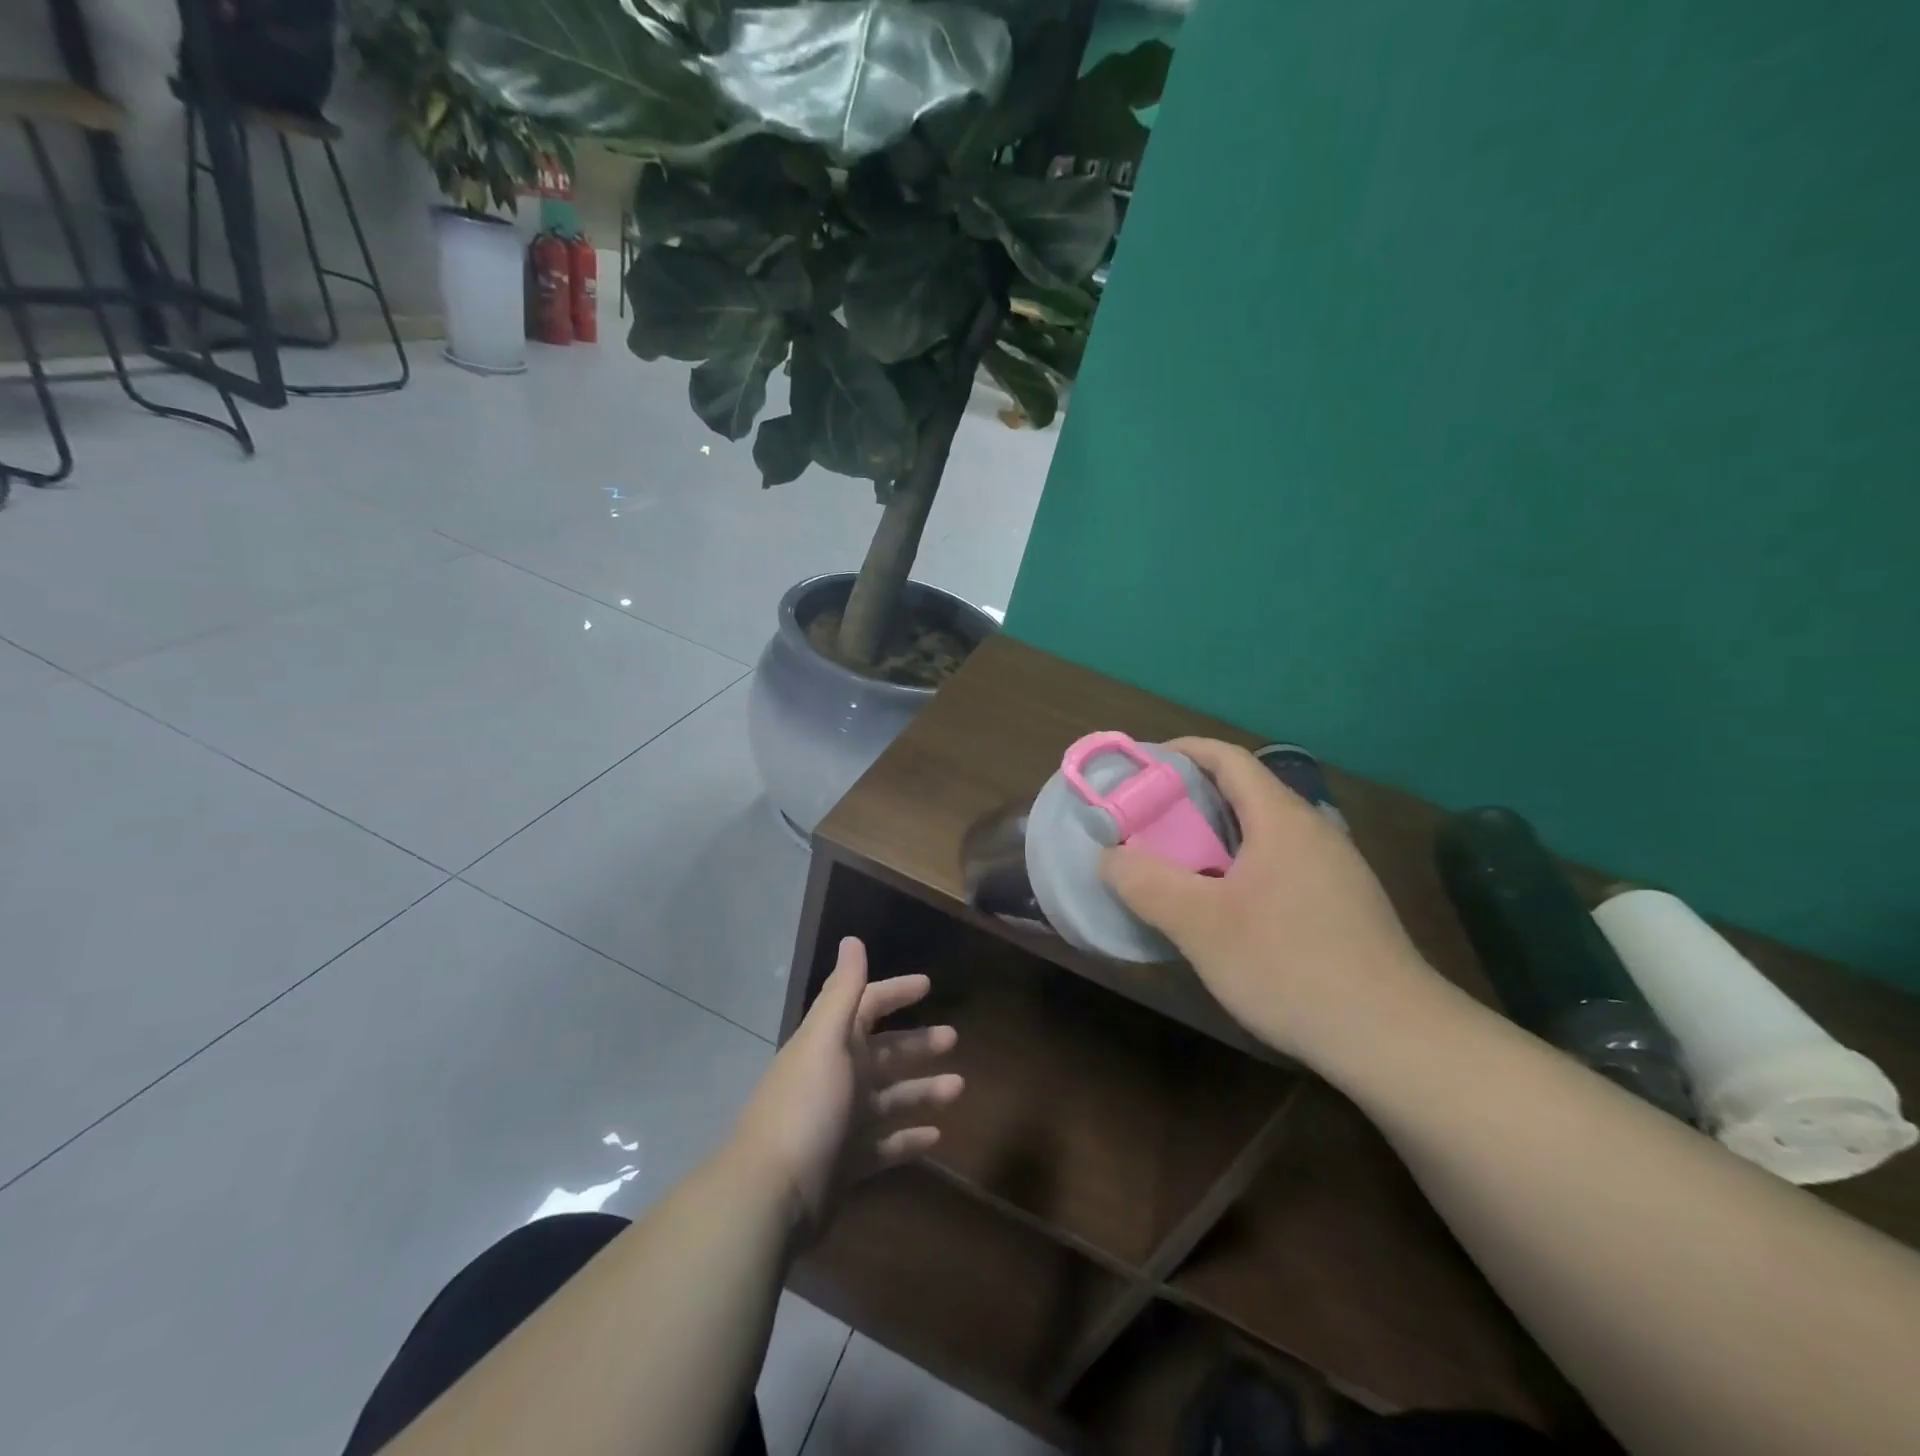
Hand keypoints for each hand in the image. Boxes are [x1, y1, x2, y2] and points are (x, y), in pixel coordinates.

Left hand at [732, 938, 963, 1236]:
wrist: (772, 1195)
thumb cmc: (806, 1107)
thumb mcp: (825, 1041)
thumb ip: (843, 992)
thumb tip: (852, 940)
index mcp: (830, 1044)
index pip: (866, 1006)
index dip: (894, 992)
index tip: (926, 985)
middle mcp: (836, 1077)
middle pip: (883, 1052)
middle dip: (916, 1044)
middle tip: (953, 1038)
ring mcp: (842, 1122)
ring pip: (890, 1098)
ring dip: (922, 1090)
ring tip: (959, 1087)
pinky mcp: (847, 1164)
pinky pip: (886, 1145)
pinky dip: (909, 1138)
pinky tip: (937, 1136)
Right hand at [1100, 738, 1440, 1063]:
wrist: (1395, 1040)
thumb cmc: (1289, 965)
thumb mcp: (1201, 925)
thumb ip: (1146, 883)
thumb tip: (1108, 856)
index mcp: (1282, 819)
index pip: (1227, 758)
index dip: (1181, 752)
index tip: (1140, 768)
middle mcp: (1314, 832)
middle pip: (1244, 794)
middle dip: (1189, 800)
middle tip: (1145, 823)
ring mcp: (1335, 870)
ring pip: (1263, 834)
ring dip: (1215, 839)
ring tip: (1175, 866)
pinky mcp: (1344, 907)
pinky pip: (1280, 867)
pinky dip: (1240, 869)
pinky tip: (1225, 912)